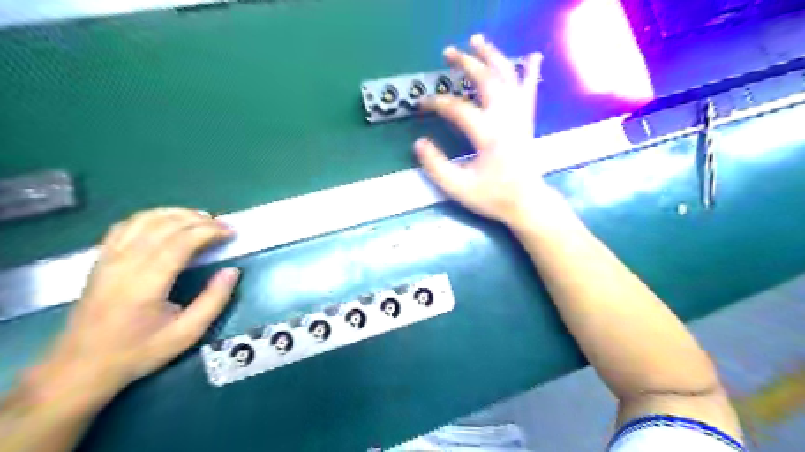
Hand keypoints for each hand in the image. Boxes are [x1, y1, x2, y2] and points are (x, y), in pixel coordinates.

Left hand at [38, 208, 238, 405]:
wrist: (79, 368)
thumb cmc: (138, 352)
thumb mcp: (186, 334)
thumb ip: (213, 300)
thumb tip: (232, 271)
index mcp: (146, 283)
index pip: (181, 241)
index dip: (210, 231)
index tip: (231, 233)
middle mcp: (125, 264)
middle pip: (165, 225)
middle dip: (200, 220)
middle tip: (223, 226)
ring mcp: (108, 259)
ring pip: (144, 219)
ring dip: (177, 213)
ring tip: (201, 220)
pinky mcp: (101, 260)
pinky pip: (126, 226)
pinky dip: (152, 217)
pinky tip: (168, 223)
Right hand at [416, 33, 553, 225]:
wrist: (527, 203)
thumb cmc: (493, 197)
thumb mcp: (458, 188)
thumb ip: (435, 166)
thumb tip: (419, 143)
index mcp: (488, 135)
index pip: (457, 108)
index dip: (436, 102)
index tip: (421, 103)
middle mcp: (506, 118)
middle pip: (486, 80)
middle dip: (466, 63)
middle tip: (449, 52)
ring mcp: (519, 117)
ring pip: (508, 77)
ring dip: (492, 56)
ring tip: (478, 41)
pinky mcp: (526, 120)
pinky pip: (529, 90)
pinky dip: (529, 71)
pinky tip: (532, 56)